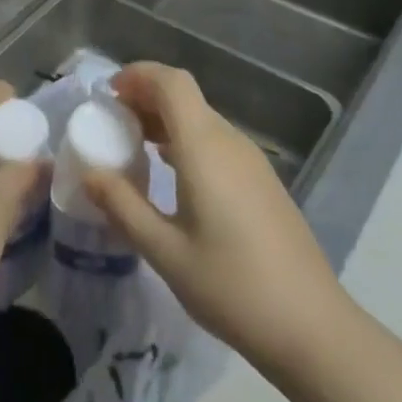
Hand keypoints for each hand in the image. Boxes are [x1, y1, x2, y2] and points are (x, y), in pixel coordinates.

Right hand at [84, 63, 347, 373]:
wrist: (312, 327)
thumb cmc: (232, 287)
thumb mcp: (166, 252)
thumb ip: (123, 206)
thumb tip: (89, 173)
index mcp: (204, 147)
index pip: (171, 82)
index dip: (138, 75)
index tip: (108, 94)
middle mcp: (229, 141)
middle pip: (184, 96)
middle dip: (145, 97)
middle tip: (111, 122)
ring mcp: (250, 160)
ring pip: (201, 118)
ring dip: (165, 120)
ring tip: (133, 146)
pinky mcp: (261, 180)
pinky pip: (215, 141)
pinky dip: (185, 140)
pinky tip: (170, 173)